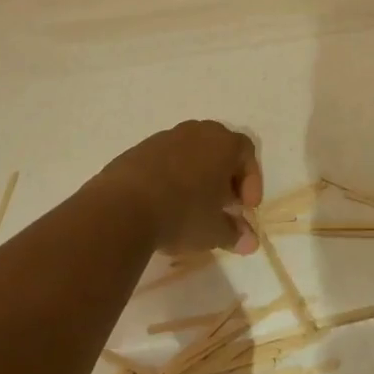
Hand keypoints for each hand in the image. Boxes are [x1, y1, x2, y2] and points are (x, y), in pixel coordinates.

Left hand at [91, 120, 262, 255]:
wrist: (122, 208)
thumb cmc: (182, 214)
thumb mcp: (214, 231)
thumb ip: (235, 234)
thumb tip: (250, 242)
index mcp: (222, 143)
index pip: (247, 153)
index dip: (251, 180)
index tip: (245, 208)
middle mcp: (197, 132)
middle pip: (220, 148)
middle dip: (225, 176)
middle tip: (223, 204)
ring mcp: (166, 137)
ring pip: (192, 152)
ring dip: (198, 175)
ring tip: (192, 205)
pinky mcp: (140, 149)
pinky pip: (166, 158)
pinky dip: (172, 176)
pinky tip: (164, 202)